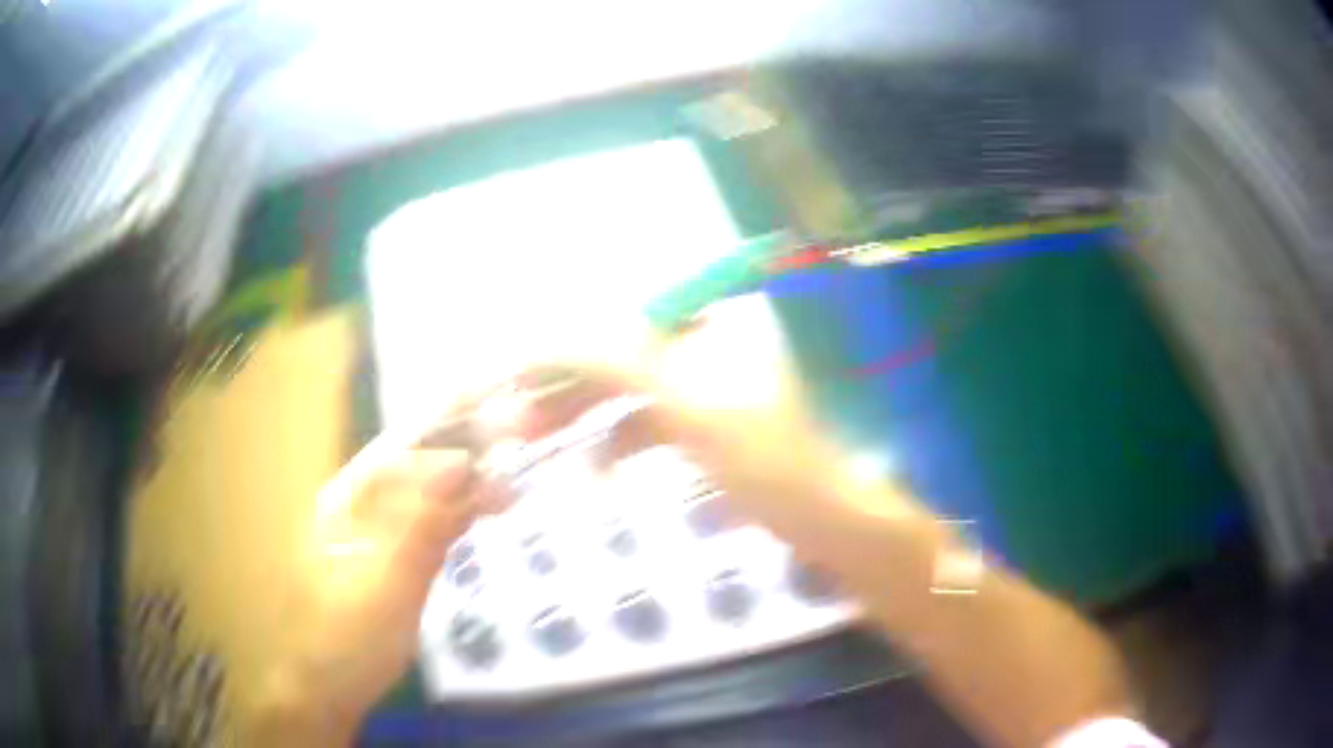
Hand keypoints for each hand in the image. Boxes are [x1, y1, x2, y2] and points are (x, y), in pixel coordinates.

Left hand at [252, 441, 493, 744]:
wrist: (325, 690)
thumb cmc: (347, 641)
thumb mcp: (386, 586)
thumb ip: (420, 525)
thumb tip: (460, 462)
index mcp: (345, 499)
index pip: (403, 447)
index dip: (454, 429)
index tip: (508, 425)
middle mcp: (357, 504)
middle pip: (416, 463)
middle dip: (468, 450)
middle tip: (524, 444)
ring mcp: (373, 532)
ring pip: (425, 492)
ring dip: (468, 480)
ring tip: (515, 474)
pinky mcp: (389, 558)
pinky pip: (427, 523)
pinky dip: (459, 513)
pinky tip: (486, 509)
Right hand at [513, 297, 871, 535]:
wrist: (825, 522)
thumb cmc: (767, 461)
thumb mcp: (692, 405)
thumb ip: (623, 361)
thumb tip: (553, 335)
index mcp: (712, 320)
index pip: (620, 318)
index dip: (565, 344)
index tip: (516, 374)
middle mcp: (706, 341)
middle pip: (619, 353)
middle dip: (568, 384)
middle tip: (515, 417)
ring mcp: (707, 385)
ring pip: (629, 389)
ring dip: (585, 412)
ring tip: (536, 440)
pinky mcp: (708, 424)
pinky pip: (649, 421)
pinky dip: (620, 439)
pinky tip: (596, 468)